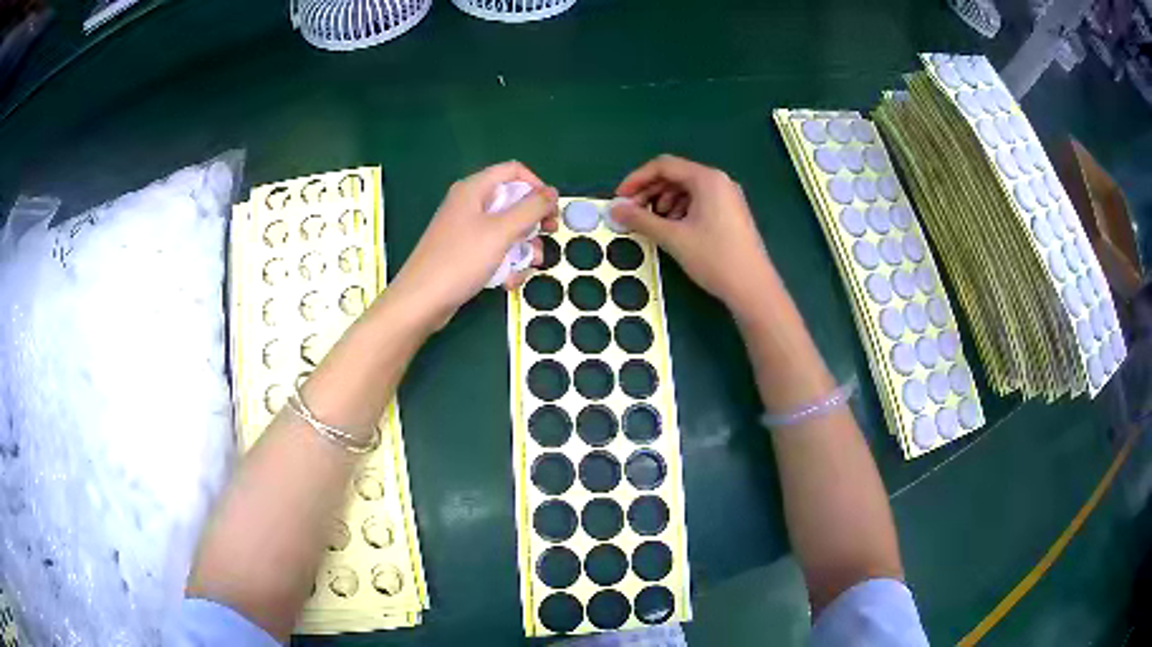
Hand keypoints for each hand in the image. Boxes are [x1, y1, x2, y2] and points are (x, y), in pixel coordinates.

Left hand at [390, 161, 558, 328]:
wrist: (421, 301)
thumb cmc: (460, 260)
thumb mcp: (502, 231)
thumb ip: (531, 209)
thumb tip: (552, 192)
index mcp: (474, 189)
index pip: (513, 171)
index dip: (537, 185)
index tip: (551, 209)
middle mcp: (469, 204)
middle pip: (512, 200)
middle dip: (533, 220)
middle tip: (549, 234)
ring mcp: (465, 230)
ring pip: (505, 229)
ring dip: (523, 247)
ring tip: (531, 265)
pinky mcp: (464, 253)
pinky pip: (493, 249)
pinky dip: (505, 263)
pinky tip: (508, 282)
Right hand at [611, 155, 776, 313]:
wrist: (753, 288)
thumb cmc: (714, 258)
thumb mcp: (673, 237)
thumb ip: (641, 220)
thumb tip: (614, 209)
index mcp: (707, 179)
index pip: (663, 166)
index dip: (637, 179)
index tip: (620, 199)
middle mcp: (719, 181)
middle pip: (675, 175)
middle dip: (650, 192)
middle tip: (631, 213)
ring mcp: (728, 196)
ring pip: (687, 189)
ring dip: (664, 202)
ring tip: (653, 224)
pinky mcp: (731, 212)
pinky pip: (700, 201)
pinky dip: (681, 210)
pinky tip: (674, 229)